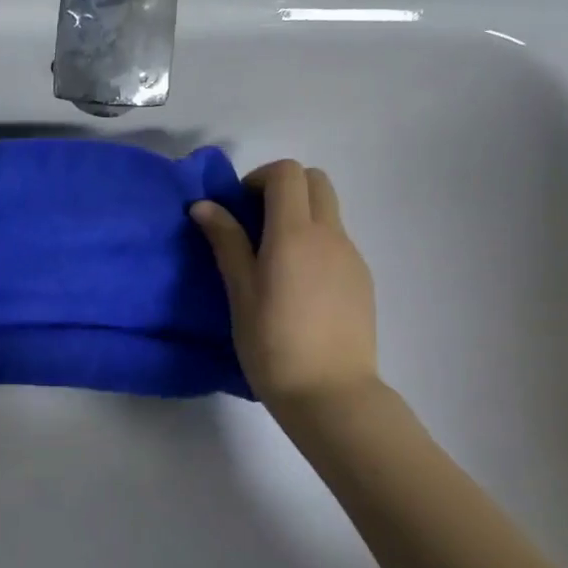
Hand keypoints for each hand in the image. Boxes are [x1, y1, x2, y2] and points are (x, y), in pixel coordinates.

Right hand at [192, 159, 377, 417]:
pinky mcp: (362, 279)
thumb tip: (204, 206)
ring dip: (299, 215)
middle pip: (315, 181)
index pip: (286, 173)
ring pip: (328, 211)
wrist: (331, 394)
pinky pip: (337, 241)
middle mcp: (330, 235)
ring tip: (273, 261)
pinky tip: (298, 287)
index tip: (237, 209)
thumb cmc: (273, 345)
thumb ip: (226, 243)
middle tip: (254, 224)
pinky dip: (314, 242)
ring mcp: (352, 256)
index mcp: (295, 234)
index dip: (258, 179)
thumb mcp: (240, 293)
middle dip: (282, 188)